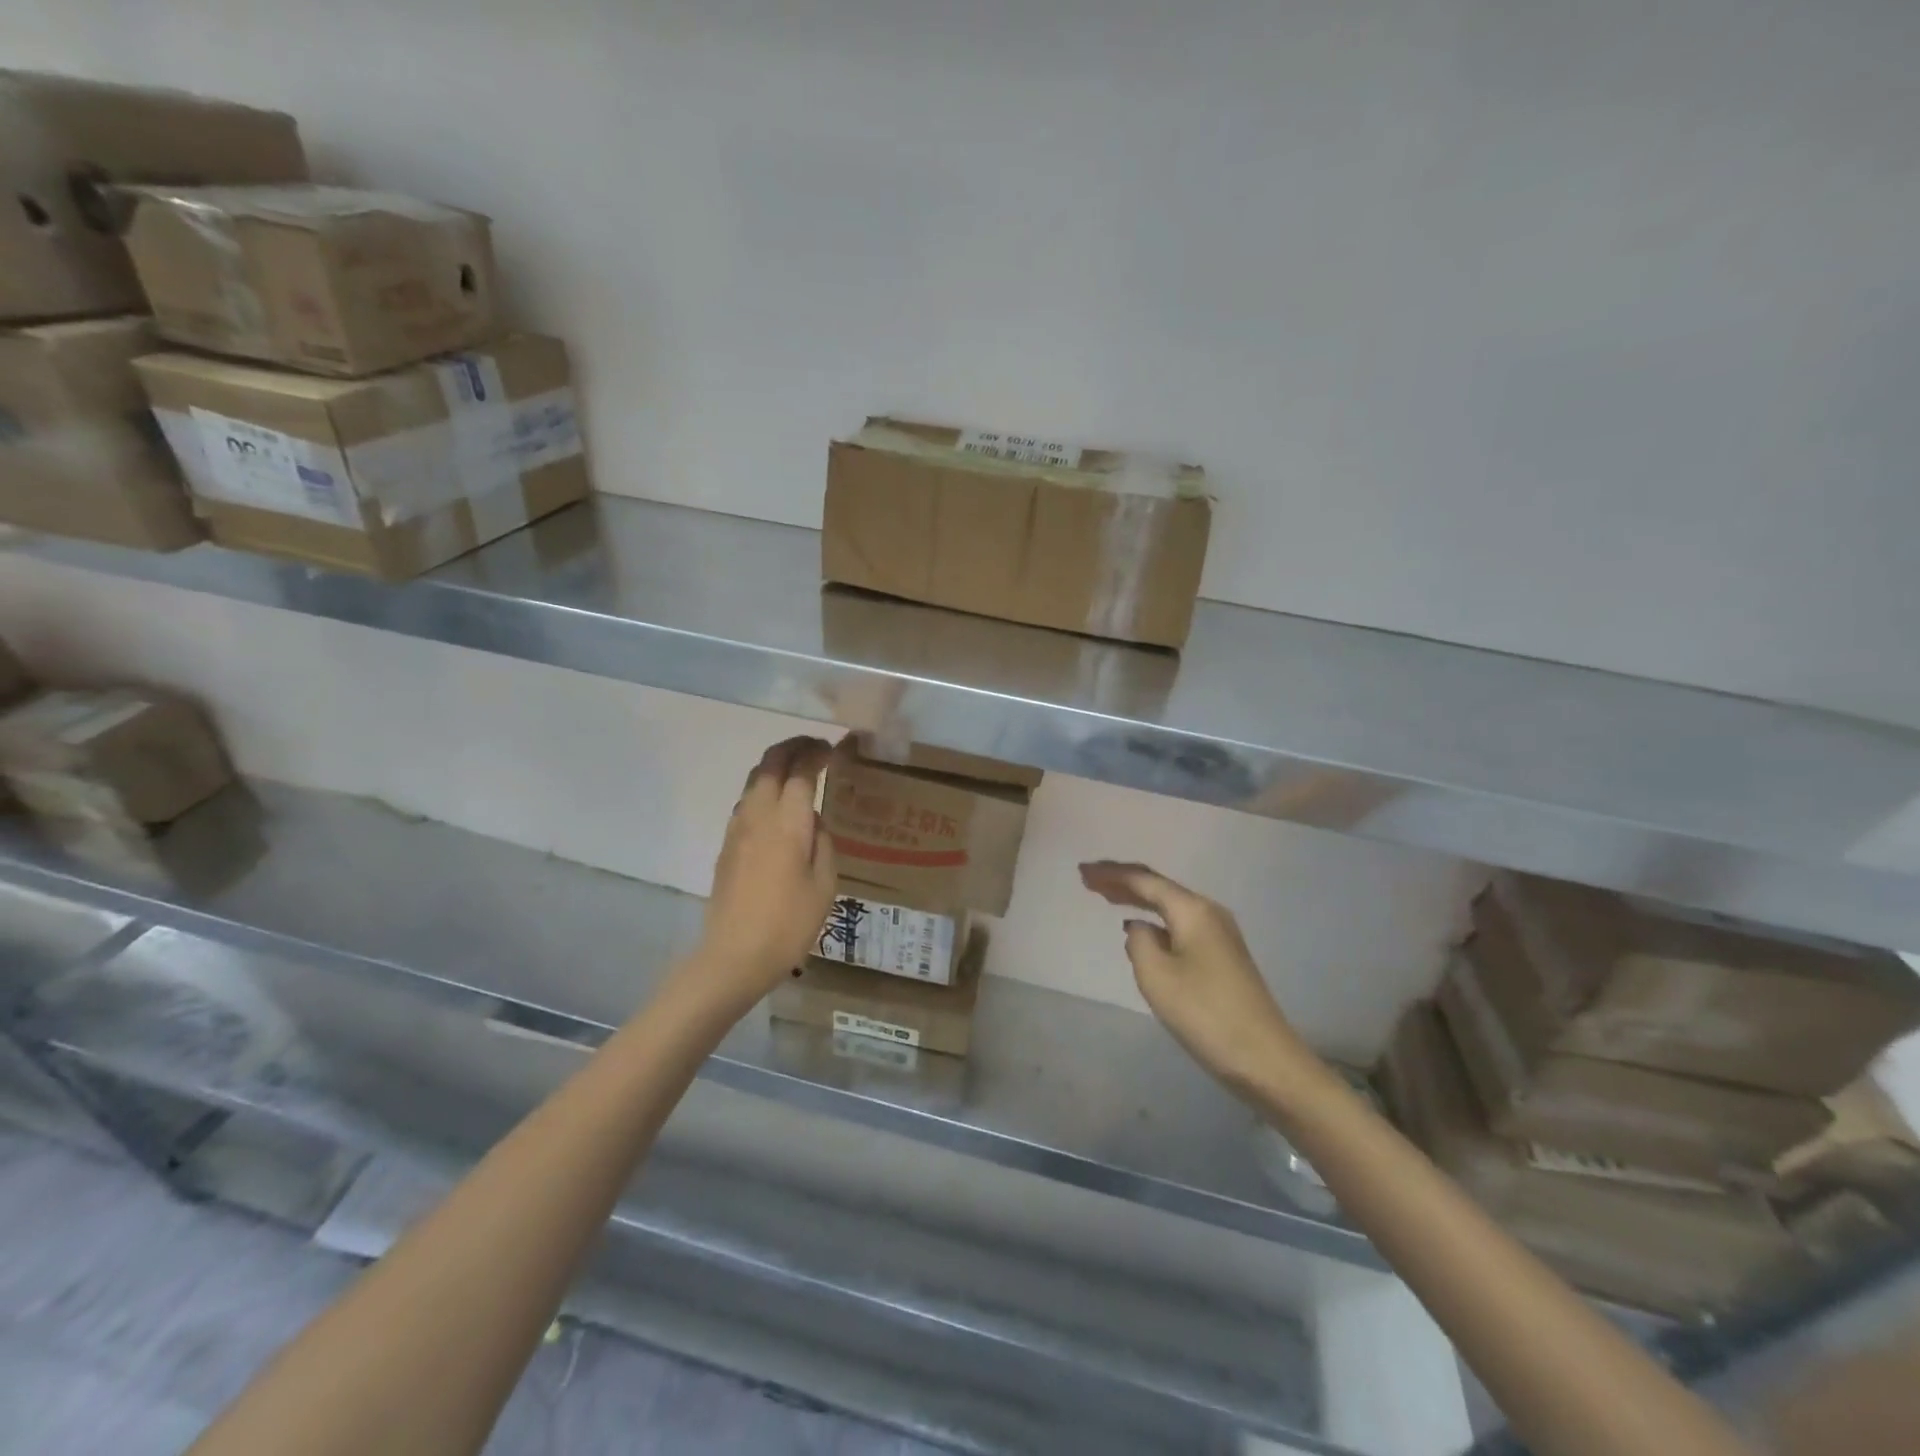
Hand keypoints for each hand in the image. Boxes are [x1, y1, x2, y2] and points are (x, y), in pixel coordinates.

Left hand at [698, 737, 837, 1003]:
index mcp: (787, 822)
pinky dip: (765, 787)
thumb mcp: (824, 884)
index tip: (834, 749)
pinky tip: (778, 805)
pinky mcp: (727, 844)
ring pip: (754, 779)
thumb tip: (812, 820)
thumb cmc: (789, 923)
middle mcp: (758, 815)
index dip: (817, 753)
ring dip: (776, 765)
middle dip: (793, 747)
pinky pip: (746, 801)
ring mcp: (737, 828)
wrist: (734, 956)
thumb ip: (823, 842)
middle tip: (816, 747)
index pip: (801, 770)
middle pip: (770, 763)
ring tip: (798, 770)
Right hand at [1079, 861, 1315, 1093]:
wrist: (1265, 1059)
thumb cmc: (1205, 1014)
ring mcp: (1219, 934)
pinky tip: (1140, 928)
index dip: (1111, 874)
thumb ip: (1139, 942)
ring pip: (1169, 906)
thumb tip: (1140, 929)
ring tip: (1106, 896)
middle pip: (1158, 887)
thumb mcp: (1157, 976)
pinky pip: (1178, 924)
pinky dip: (1153, 919)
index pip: (1144, 881)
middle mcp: (1209, 912)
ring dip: (1137, 899)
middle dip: (1122, 881)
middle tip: (1088, 879)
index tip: (1082, 872)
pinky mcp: (1222, 956)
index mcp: (1193, 910)